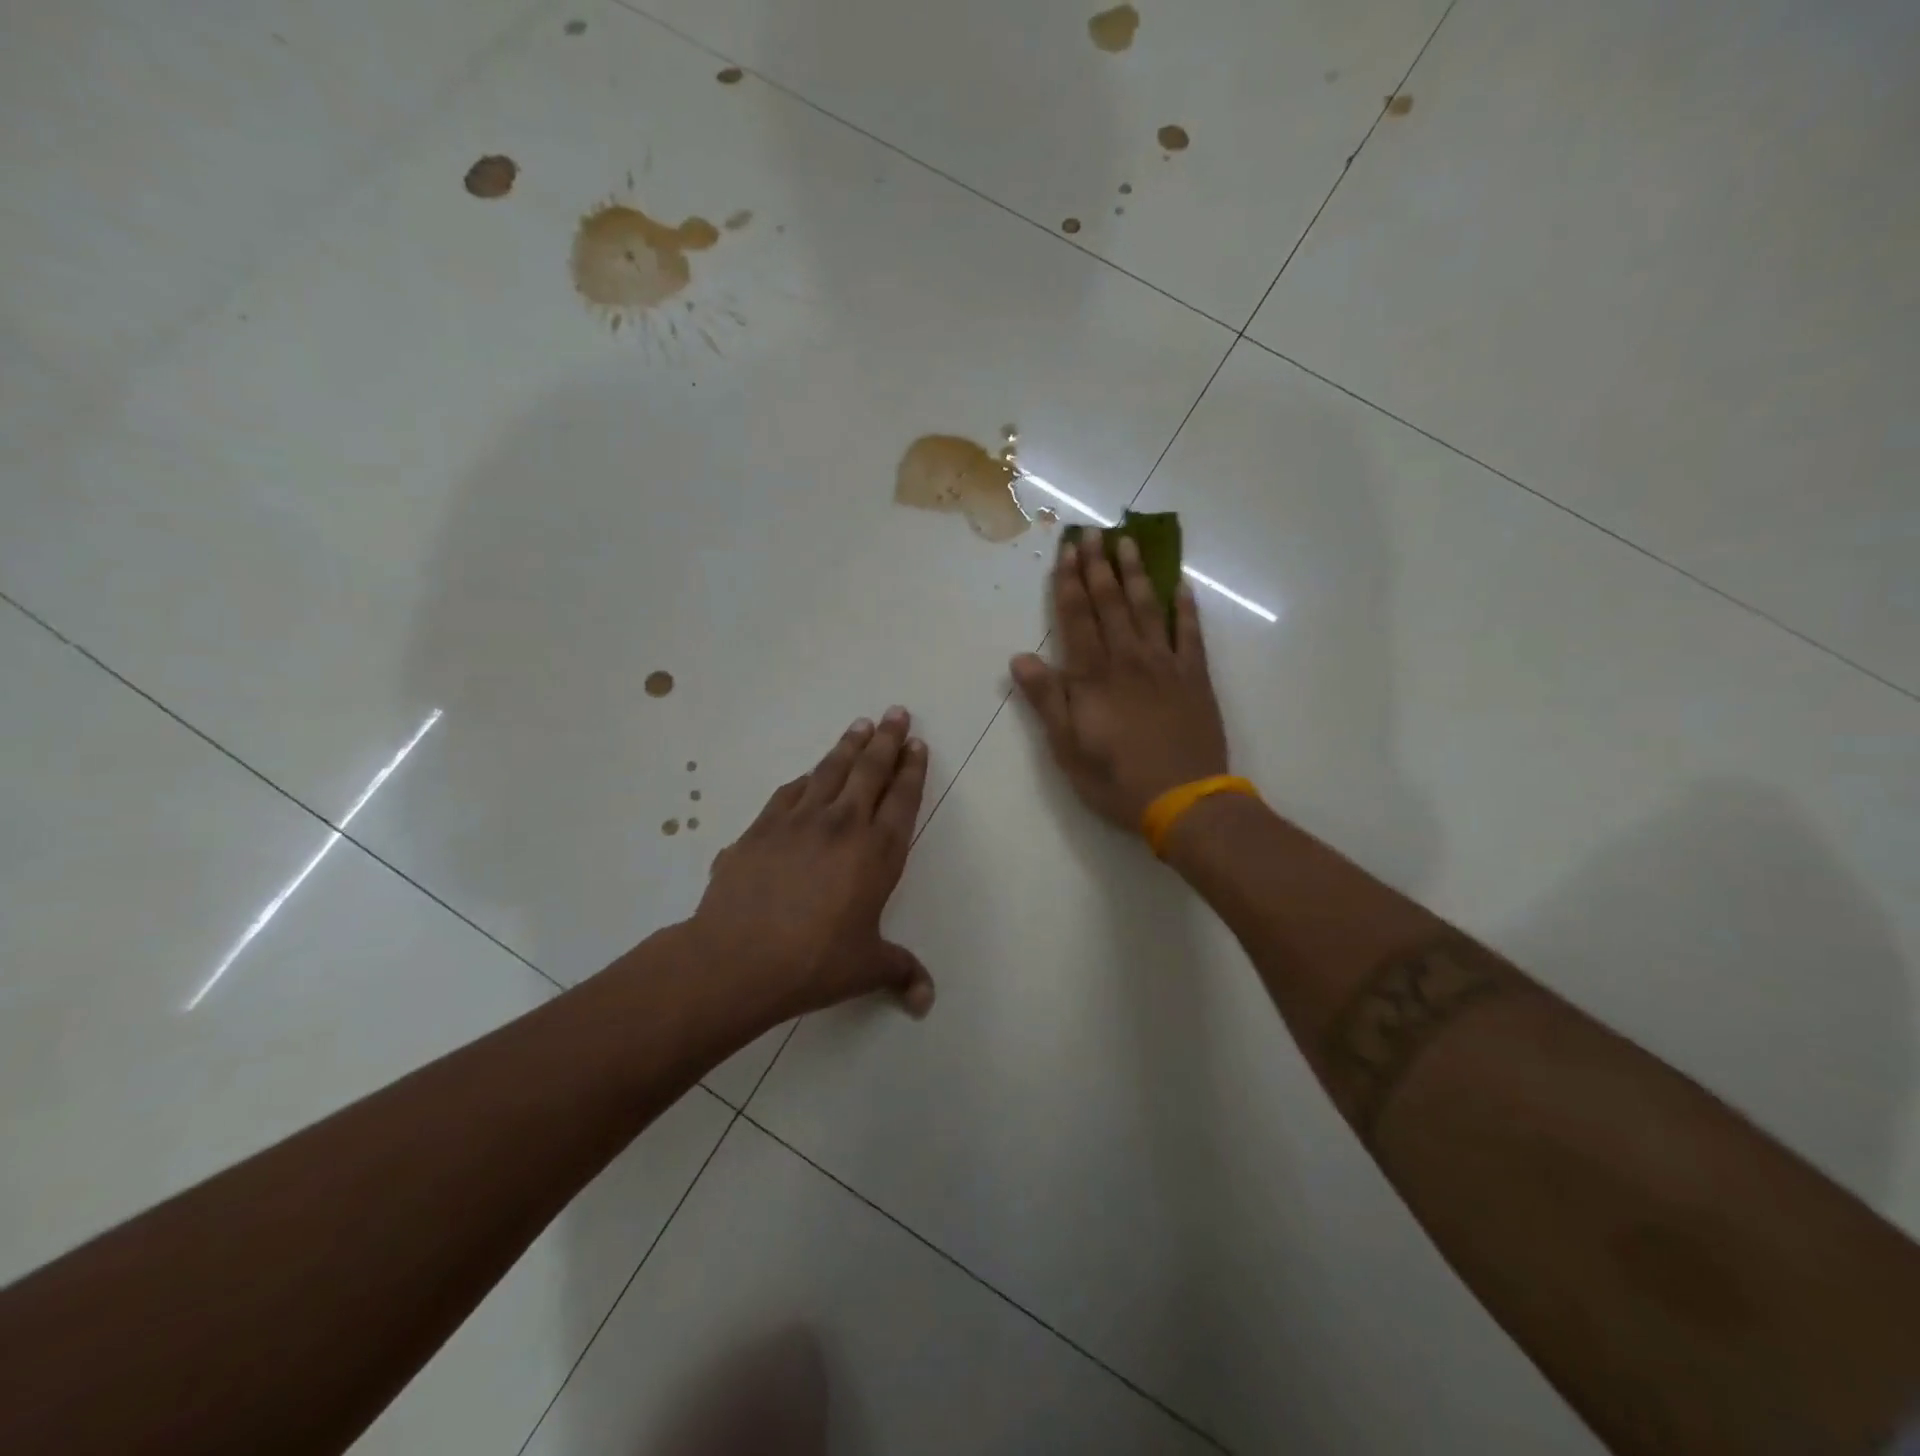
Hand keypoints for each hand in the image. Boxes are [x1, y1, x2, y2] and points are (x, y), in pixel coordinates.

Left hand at [691, 708, 935, 1023]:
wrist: (737, 959)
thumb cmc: (814, 962)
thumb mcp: (866, 968)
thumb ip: (900, 972)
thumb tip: (927, 1001)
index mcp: (877, 853)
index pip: (902, 800)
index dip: (912, 770)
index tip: (917, 743)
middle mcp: (842, 825)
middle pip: (870, 771)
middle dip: (887, 740)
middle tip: (896, 712)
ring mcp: (798, 822)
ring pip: (829, 771)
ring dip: (848, 746)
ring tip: (860, 725)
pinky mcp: (761, 828)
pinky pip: (788, 792)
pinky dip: (804, 779)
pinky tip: (806, 774)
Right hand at [1010, 530, 1228, 831]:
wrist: (1185, 801)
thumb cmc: (1117, 780)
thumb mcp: (1068, 748)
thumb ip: (1048, 700)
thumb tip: (1020, 658)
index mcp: (1094, 677)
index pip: (1077, 619)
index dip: (1069, 584)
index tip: (1067, 551)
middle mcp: (1128, 660)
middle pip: (1111, 604)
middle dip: (1099, 567)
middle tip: (1094, 533)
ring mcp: (1166, 665)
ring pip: (1148, 609)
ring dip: (1136, 574)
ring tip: (1128, 543)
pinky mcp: (1195, 678)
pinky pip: (1190, 634)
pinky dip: (1185, 608)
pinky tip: (1180, 585)